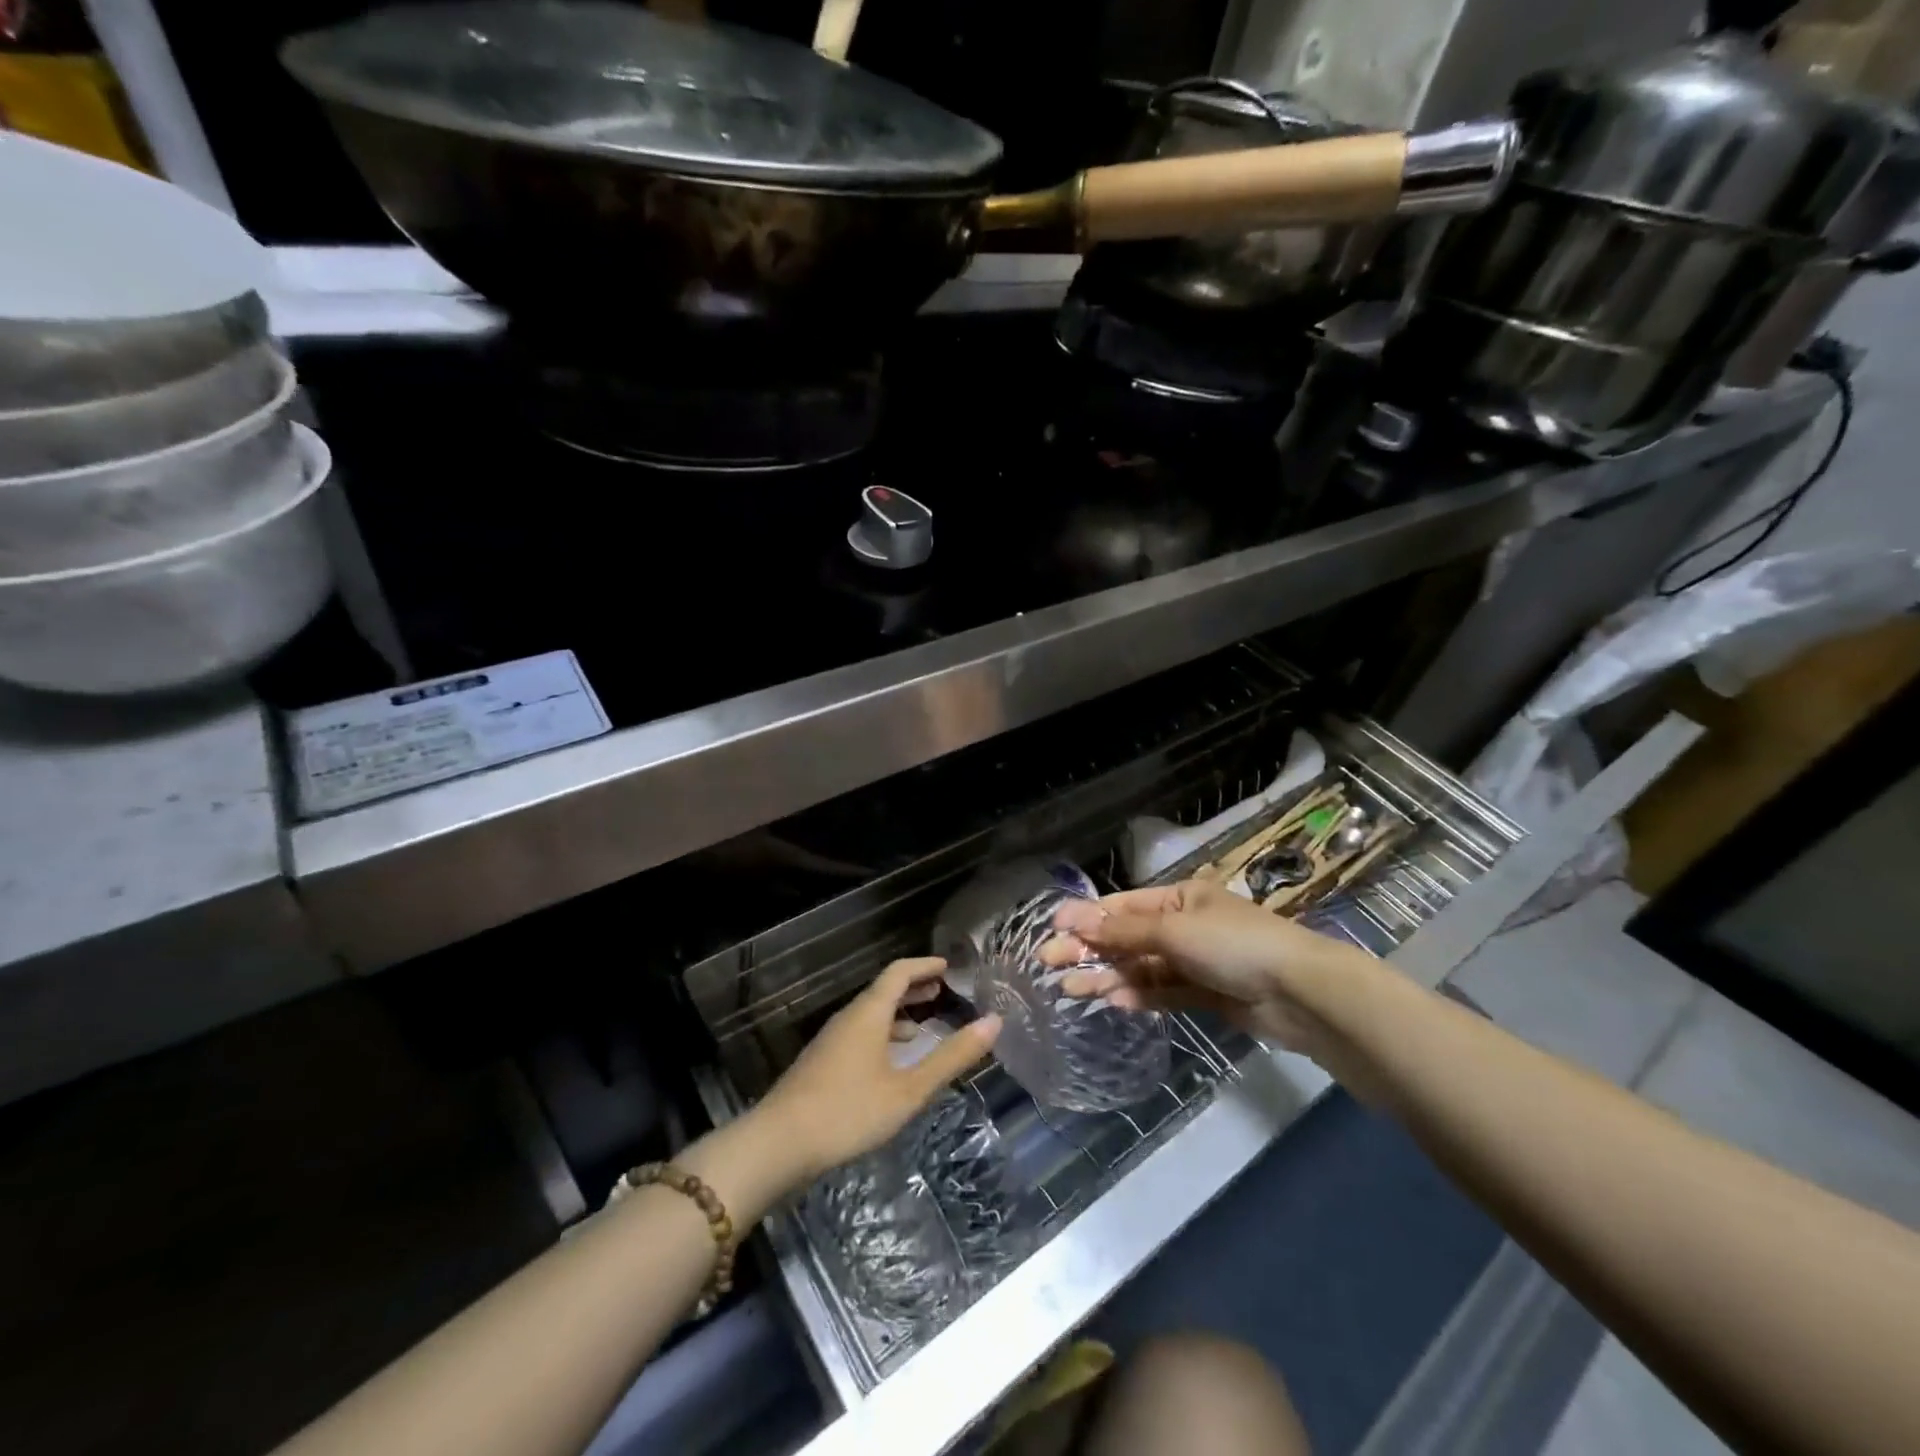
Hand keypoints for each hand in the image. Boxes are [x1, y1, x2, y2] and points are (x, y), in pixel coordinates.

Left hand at [757, 958, 1001, 1181]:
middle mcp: (849, 1017)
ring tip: (924, 1026)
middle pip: (884, 990)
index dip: (925, 965)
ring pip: (871, 1014)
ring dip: (899, 1014)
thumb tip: (994, 1022)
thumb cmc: (848, 1111)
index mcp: (869, 1012)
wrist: (778, 1144)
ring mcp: (832, 1040)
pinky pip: (860, 1034)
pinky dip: (883, 1035)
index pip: (899, 972)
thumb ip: (951, 1057)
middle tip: (943, 990)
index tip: (949, 966)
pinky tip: (891, 1063)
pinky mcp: (823, 1063)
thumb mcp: (909, 1089)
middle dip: (914, 988)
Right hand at [1040, 879, 1361, 1052]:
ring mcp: (1196, 961)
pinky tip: (1112, 1001)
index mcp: (1181, 898)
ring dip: (1109, 975)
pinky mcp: (1207, 994)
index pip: (1124, 905)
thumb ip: (1123, 932)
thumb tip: (1075, 922)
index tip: (1052, 929)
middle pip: (1128, 937)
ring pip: (1142, 967)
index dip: (1087, 916)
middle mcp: (1185, 926)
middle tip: (1049, 962)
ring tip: (1071, 988)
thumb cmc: (1234, 945)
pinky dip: (1139, 995)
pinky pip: (1164, 991)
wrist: (1300, 993)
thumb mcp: (1174, 931)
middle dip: (1090, 948)